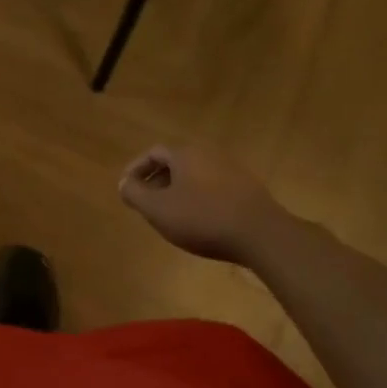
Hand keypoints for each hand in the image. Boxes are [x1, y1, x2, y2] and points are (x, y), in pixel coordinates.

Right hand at [117, 145, 289, 263]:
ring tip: (172, 215)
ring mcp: (232, 170)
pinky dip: (200, 199)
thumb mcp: (158, 209)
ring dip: (179, 191)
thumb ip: (135, 194)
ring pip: (196, 176)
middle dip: (157, 181)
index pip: (153, 153)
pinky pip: (215, 188)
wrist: (262, 235)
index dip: (136, 169)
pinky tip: (201, 222)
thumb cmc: (203, 218)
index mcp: (185, 154)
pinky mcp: (249, 189)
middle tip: (148, 204)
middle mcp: (208, 154)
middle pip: (175, 163)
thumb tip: (124, 183)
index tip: (127, 188)